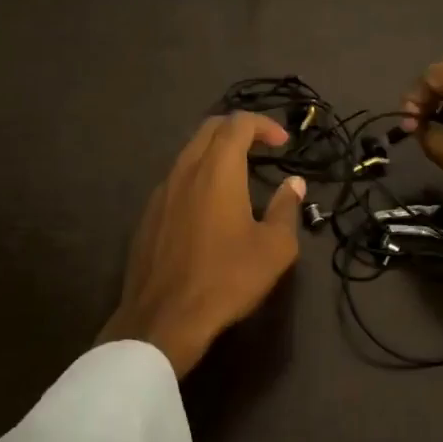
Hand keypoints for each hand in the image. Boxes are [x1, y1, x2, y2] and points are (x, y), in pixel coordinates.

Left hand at [99, 112, 305, 376]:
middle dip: (238, 129)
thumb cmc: (226, 279)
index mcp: (217, 170)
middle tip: (262, 146)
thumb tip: (294, 184)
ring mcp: (162, 191)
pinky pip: (176, 179)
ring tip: (239, 174)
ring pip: (189, 153)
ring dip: (216, 153)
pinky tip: (209, 206)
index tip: (282, 142)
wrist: (163, 319)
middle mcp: (185, 170)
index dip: (264, 125)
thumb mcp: (273, 248)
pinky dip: (198, 176)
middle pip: (210, 129)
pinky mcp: (148, 214)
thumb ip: (286, 208)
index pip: (238, 123)